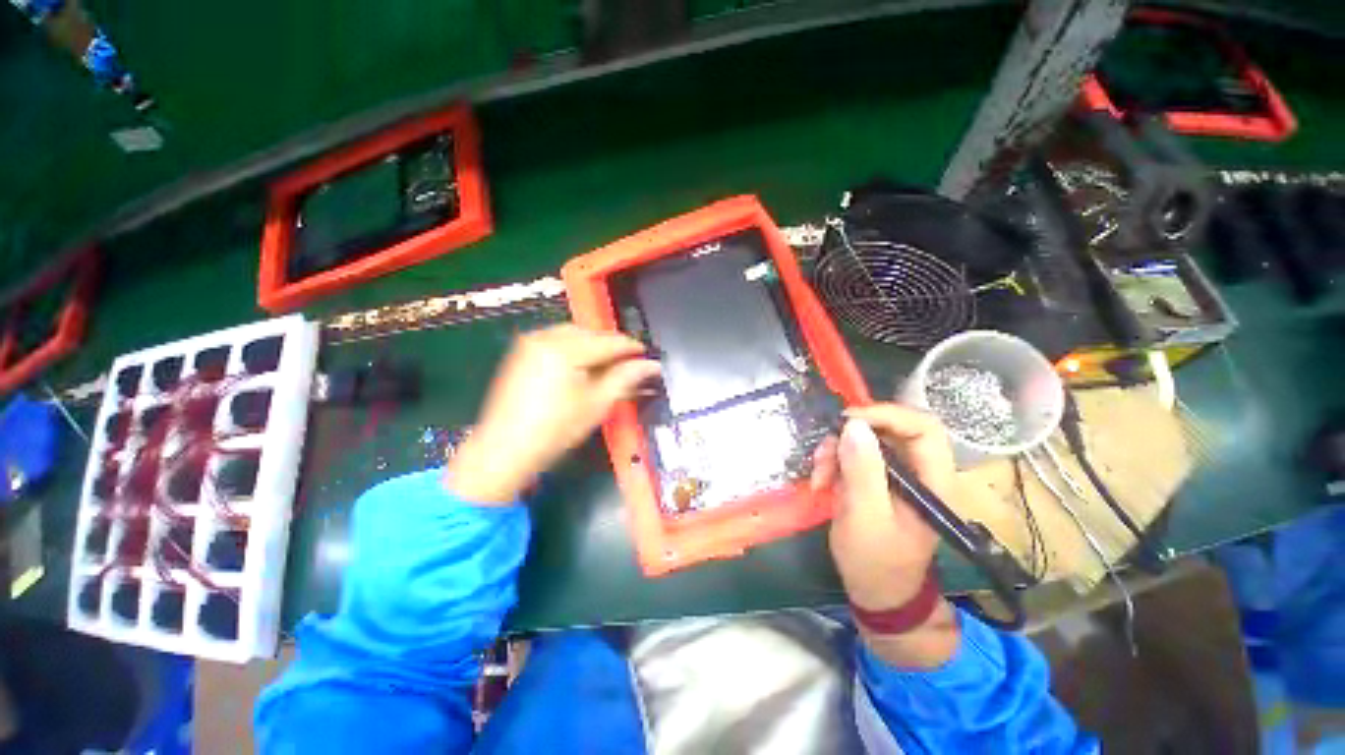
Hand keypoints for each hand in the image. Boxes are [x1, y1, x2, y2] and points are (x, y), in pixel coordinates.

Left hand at [446, 325, 660, 503]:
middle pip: (589, 333)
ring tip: (607, 364)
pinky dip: (573, 347)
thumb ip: (625, 378)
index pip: (608, 341)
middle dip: (610, 345)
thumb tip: (651, 365)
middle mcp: (545, 338)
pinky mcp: (521, 352)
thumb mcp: (597, 403)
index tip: (646, 354)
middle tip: (628, 361)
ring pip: (572, 334)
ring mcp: (530, 343)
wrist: (505, 449)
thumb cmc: (555, 429)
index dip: (631, 347)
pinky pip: (555, 339)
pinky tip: (581, 364)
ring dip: (592, 344)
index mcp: (565, 349)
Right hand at [810, 403, 960, 666]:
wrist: (874, 592)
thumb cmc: (876, 560)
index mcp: (932, 480)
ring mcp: (895, 475)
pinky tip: (821, 482)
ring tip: (819, 476)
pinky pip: (853, 455)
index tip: (849, 419)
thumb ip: (862, 470)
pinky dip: (833, 462)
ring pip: (865, 440)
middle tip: (824, 452)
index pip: (923, 428)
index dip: (888, 414)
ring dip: (836, 451)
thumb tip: (853, 424)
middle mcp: (917, 471)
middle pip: (888, 429)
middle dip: (851, 436)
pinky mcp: (875, 480)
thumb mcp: (866, 516)